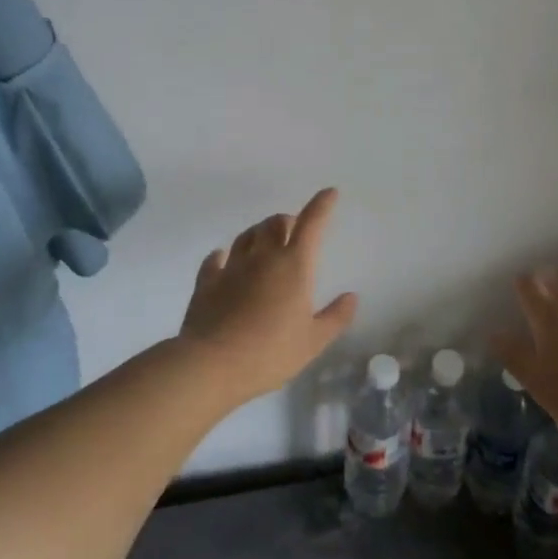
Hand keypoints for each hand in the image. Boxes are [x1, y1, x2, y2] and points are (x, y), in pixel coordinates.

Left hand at [179, 188, 357, 397]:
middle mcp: (263, 257)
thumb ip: (335, 317)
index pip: (311, 225)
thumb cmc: (270, 353)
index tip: (330, 193)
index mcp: (294, 266)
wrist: (211, 365)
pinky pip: (215, 259)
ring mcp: (231, 267)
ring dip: (259, 232)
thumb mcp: (313, 341)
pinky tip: (224, 258)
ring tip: (264, 240)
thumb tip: (351, 297)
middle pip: (275, 223)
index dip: (322, 205)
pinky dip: (224, 254)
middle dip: (287, 221)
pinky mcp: (207, 282)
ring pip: (246, 235)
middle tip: (294, 230)